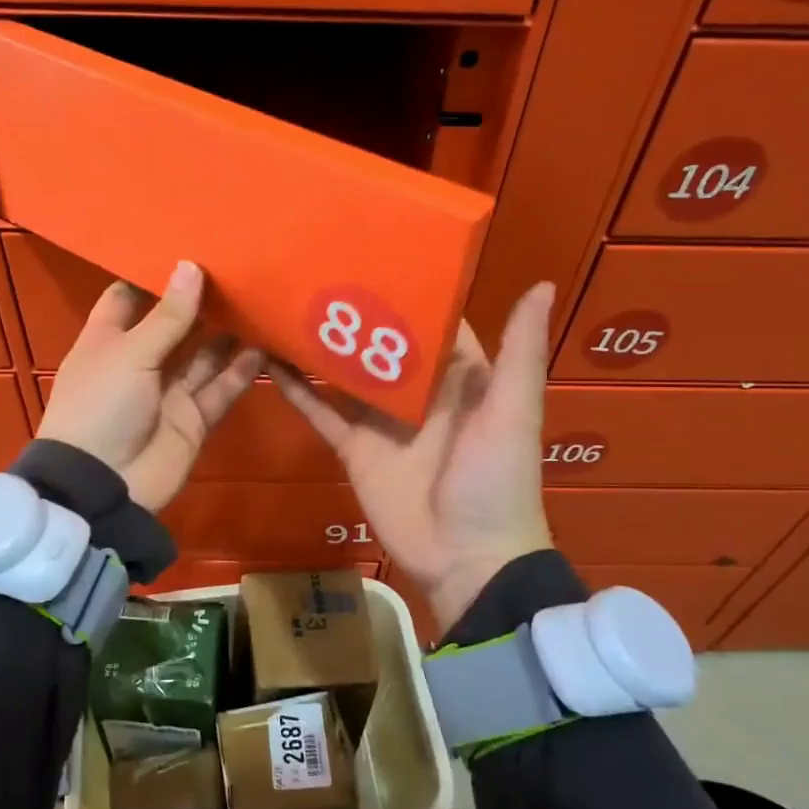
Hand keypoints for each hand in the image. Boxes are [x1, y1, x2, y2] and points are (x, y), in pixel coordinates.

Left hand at [38, 261, 261, 513]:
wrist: (103, 485)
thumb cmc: (102, 406)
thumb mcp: (130, 354)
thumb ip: (167, 316)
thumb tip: (191, 267)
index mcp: (109, 340)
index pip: (128, 298)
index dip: (152, 276)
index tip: (184, 248)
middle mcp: (140, 362)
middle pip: (174, 325)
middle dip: (200, 302)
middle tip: (237, 269)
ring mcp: (168, 392)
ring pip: (204, 356)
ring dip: (227, 334)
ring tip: (258, 301)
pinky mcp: (193, 419)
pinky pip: (220, 389)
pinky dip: (240, 371)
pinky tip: (264, 345)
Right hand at [274, 283, 556, 636]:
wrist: (467, 560)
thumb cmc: (496, 480)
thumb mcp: (514, 412)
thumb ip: (519, 352)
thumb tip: (540, 281)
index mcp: (459, 377)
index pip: (432, 321)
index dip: (410, 287)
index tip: (377, 248)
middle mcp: (418, 392)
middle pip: (380, 342)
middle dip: (354, 309)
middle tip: (314, 265)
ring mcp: (382, 420)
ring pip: (345, 373)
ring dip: (319, 344)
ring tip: (285, 303)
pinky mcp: (355, 448)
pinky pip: (322, 413)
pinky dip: (297, 391)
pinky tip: (268, 361)